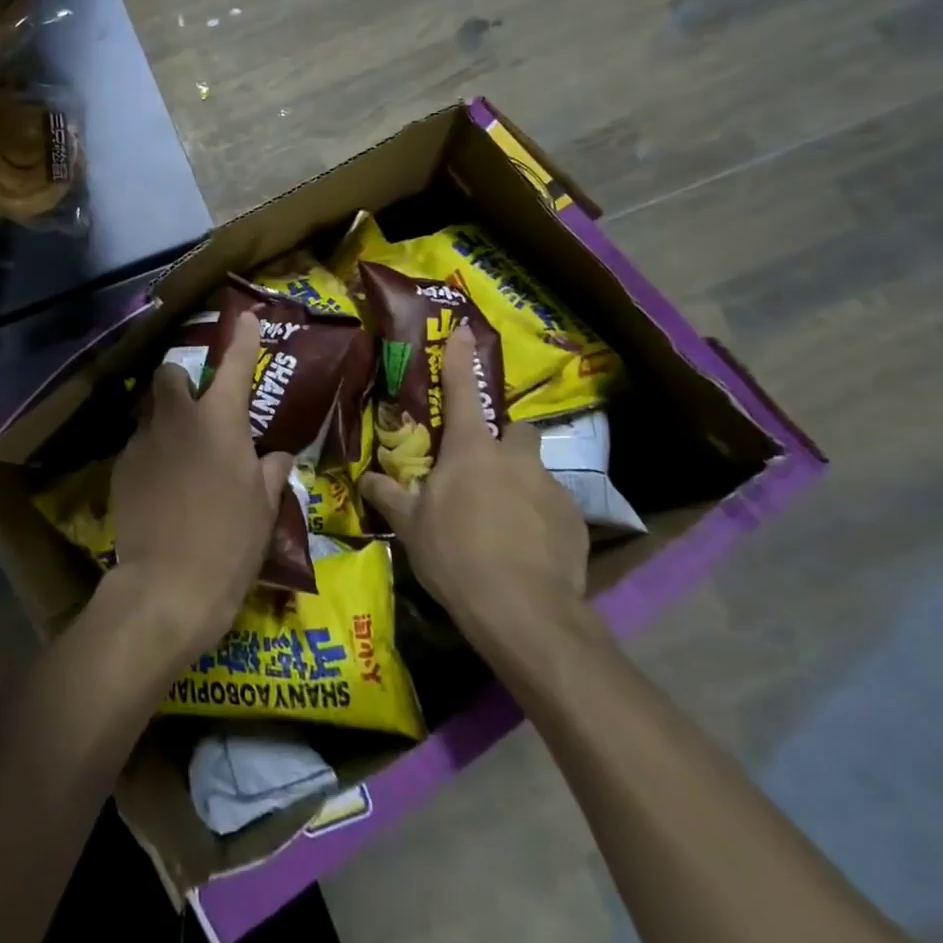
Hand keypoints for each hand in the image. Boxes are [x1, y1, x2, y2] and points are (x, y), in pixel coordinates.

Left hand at [105, 311, 291, 663]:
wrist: (165, 587)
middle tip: (198, 407)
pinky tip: (161, 486)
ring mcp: (143, 441)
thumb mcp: (263, 509)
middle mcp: (177, 418)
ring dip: (166, 420)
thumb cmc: (229, 545)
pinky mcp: (120, 467)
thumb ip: (269, 472)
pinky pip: (139, 445)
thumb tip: (277, 455)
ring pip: (151, 411)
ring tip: (180, 454)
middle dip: (182, 379)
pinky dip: (152, 453)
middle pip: (171, 374)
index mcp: (219, 421)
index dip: (243, 338)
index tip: (247, 317)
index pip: (235, 366)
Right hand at [359, 325, 596, 656]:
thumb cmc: (456, 554)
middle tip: (484, 466)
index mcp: (472, 450)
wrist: (523, 610)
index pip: (461, 391)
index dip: (460, 359)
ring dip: (520, 483)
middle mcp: (515, 459)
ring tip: (504, 519)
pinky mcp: (575, 522)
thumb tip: (367, 479)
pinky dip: (540, 518)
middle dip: (504, 439)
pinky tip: (526, 547)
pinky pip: (553, 507)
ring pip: (535, 471)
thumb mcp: (411, 527)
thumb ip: (389, 496)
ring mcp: (551, 488)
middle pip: (516, 430)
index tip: (464, 331)